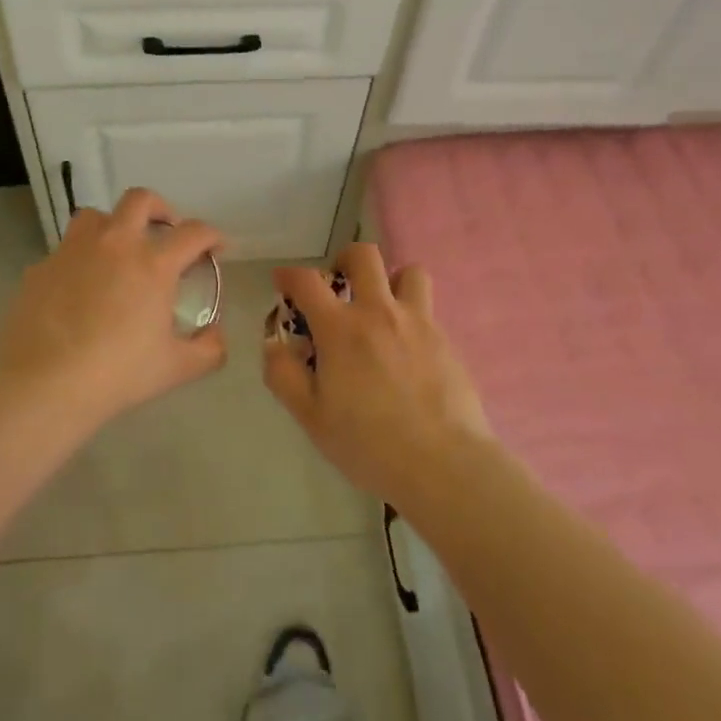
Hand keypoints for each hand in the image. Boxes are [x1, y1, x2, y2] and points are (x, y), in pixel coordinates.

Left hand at [0, 188, 227, 420]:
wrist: (45, 383)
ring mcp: (73, 251)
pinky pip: (66, 251)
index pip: (193, 233)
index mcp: (153, 264)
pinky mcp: (42, 267)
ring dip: (114, 226)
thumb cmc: (117, 373)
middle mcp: (115, 244)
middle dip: (161, 209)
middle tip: (166, 233)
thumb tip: (215, 334)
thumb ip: (208, 349)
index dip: (212, 236)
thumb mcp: (176, 368)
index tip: (216, 248)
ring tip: (118, 252)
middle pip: (141, 200)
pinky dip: (80, 260)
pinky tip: (80, 290)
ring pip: (96, 216)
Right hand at [264, 243, 491, 507]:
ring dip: (390, 281)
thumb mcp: (311, 417)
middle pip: (364, 256)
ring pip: (409, 272)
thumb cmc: (369, 444)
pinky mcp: (446, 340)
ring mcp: (418, 322)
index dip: (289, 275)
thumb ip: (284, 375)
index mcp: (341, 329)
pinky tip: (407, 349)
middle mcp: (379, 312)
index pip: (307, 281)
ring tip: (382, 308)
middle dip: (344, 260)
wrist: (443, 464)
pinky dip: (411, 315)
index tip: (283, 282)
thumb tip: (275, 344)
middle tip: (338, 284)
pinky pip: (427, 309)